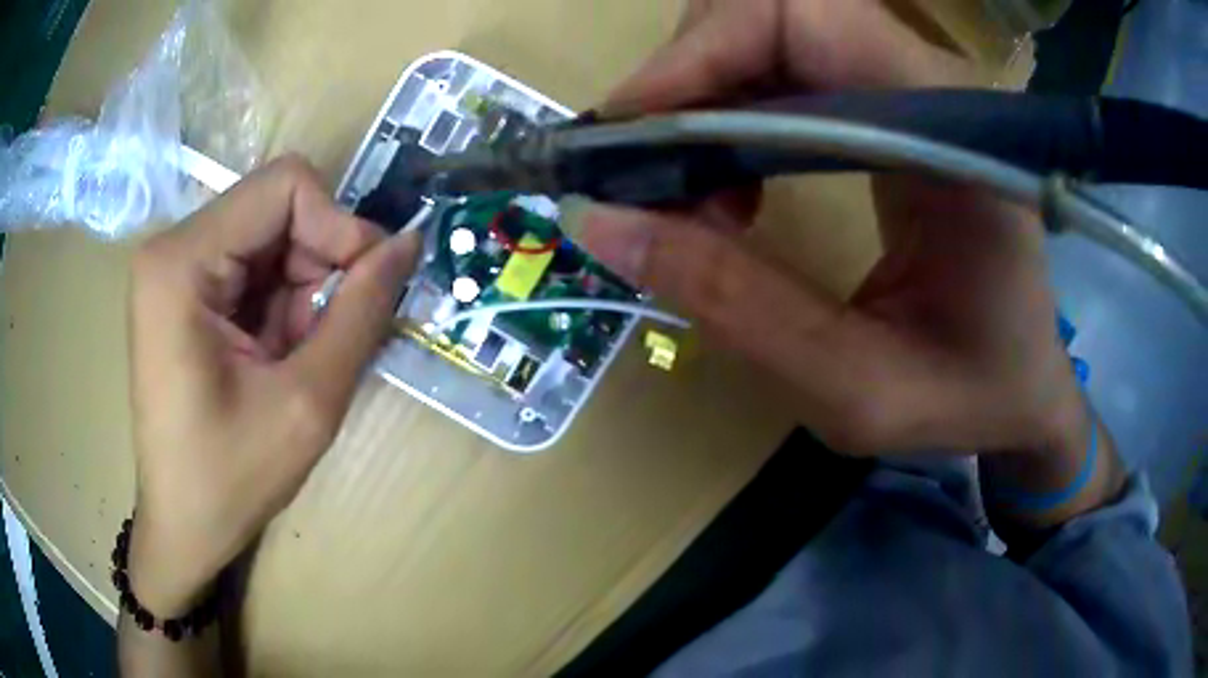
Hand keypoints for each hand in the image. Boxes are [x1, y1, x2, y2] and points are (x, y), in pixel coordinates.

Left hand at [126, 156, 419, 615]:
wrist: (182, 526)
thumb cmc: (229, 479)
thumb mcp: (306, 404)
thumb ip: (360, 313)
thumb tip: (407, 243)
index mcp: (181, 262)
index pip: (285, 185)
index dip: (339, 225)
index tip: (365, 288)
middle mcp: (172, 247)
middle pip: (277, 208)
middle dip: (319, 265)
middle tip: (331, 335)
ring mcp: (175, 266)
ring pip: (271, 236)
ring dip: (303, 290)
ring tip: (298, 357)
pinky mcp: (184, 288)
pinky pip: (254, 264)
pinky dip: (283, 302)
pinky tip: (278, 354)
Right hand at [568, 0, 1086, 458]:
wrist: (1023, 391)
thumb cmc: (970, 400)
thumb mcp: (858, 389)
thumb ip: (738, 306)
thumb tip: (603, 222)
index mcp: (955, 133)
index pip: (803, 15)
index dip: (700, 54)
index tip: (627, 137)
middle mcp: (933, 85)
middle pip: (775, 10)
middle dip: (689, 77)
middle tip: (649, 176)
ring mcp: (912, 89)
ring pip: (769, 34)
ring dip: (705, 100)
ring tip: (693, 197)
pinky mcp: (892, 108)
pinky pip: (785, 71)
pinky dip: (731, 116)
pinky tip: (731, 188)